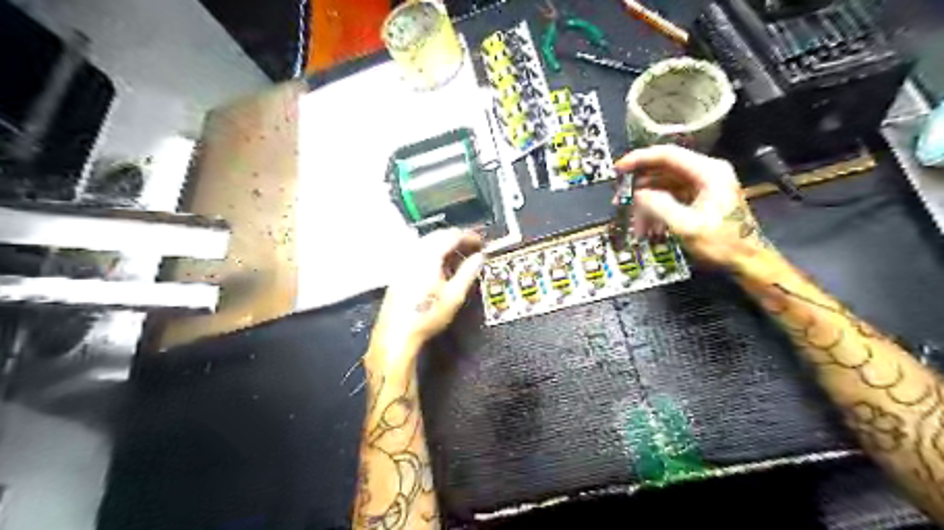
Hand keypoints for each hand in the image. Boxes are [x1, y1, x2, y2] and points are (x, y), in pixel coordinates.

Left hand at [368, 228, 485, 372]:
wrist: (397, 333)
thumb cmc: (428, 314)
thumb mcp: (454, 295)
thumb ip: (468, 272)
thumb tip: (479, 257)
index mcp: (429, 256)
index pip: (451, 235)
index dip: (469, 236)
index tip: (481, 242)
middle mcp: (414, 253)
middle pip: (438, 235)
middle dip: (456, 238)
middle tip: (472, 247)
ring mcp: (404, 262)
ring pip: (427, 243)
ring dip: (444, 245)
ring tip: (459, 257)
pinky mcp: (400, 272)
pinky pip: (419, 253)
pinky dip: (433, 253)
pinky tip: (441, 268)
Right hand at [617, 142, 769, 267]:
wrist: (747, 260)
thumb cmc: (722, 243)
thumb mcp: (687, 226)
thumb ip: (660, 206)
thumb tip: (638, 195)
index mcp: (708, 172)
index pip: (667, 155)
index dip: (639, 159)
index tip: (618, 169)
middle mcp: (705, 172)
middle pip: (663, 169)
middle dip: (640, 185)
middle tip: (621, 201)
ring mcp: (702, 184)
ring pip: (663, 185)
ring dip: (646, 202)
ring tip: (635, 222)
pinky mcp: (698, 197)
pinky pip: (670, 196)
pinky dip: (656, 209)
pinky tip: (647, 226)